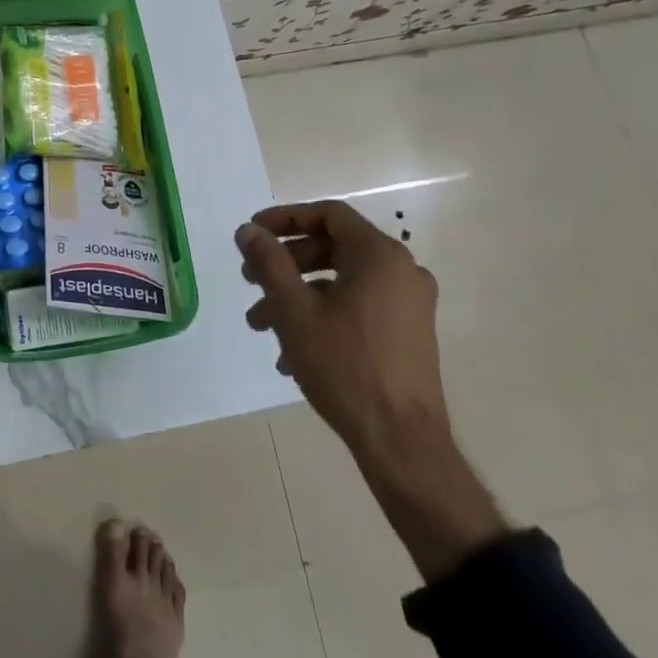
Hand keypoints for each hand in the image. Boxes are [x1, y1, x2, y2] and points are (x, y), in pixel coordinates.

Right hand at [237, 199, 449, 458]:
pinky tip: (291, 353)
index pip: (328, 215)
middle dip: (285, 263)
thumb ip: (269, 262)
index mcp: (379, 256)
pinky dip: (323, 316)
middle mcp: (401, 271)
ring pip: (341, 282)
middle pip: (333, 248)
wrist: (401, 443)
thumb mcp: (294, 309)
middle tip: (250, 280)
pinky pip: (358, 308)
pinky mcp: (409, 334)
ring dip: (298, 296)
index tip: (253, 233)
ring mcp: (409, 305)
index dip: (285, 218)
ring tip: (260, 323)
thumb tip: (248, 230)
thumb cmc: (345, 365)